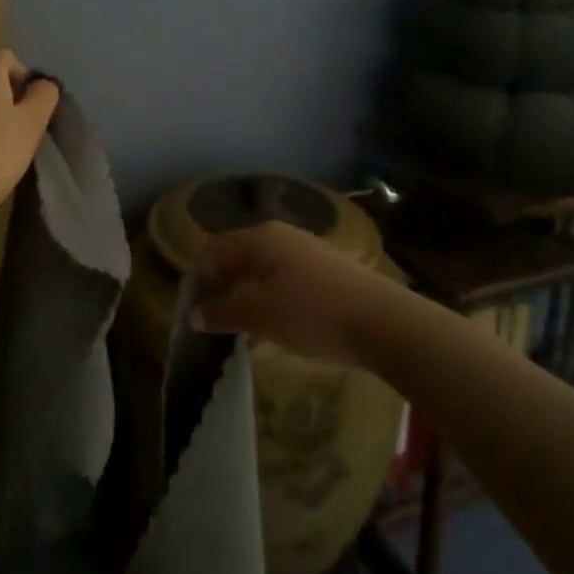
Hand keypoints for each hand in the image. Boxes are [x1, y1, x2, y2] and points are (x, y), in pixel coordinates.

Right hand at [188, 221, 400, 371]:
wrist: (383, 322)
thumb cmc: (311, 312)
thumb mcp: (260, 315)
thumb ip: (222, 313)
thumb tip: (193, 315)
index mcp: (259, 238)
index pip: (213, 251)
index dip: (197, 280)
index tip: (191, 315)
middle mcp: (279, 238)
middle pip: (236, 259)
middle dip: (220, 291)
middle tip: (210, 326)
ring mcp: (304, 254)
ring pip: (260, 274)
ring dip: (243, 300)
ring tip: (237, 335)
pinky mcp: (323, 275)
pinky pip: (282, 285)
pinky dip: (267, 305)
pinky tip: (269, 335)